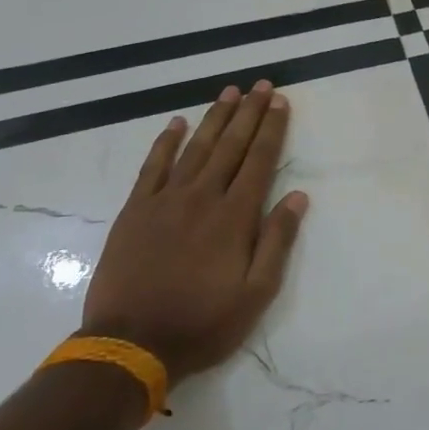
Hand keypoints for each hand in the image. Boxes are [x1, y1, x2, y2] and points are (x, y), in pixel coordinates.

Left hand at [82, 82, 308, 381]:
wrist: (130, 344)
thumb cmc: (203, 323)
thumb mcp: (256, 294)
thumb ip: (277, 242)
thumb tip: (298, 197)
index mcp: (235, 217)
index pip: (259, 161)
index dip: (272, 129)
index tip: (280, 102)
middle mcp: (202, 198)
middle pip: (230, 146)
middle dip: (249, 113)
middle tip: (261, 85)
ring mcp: (165, 201)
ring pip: (195, 148)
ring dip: (214, 118)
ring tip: (229, 92)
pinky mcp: (135, 211)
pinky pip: (152, 167)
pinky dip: (165, 143)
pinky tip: (176, 124)